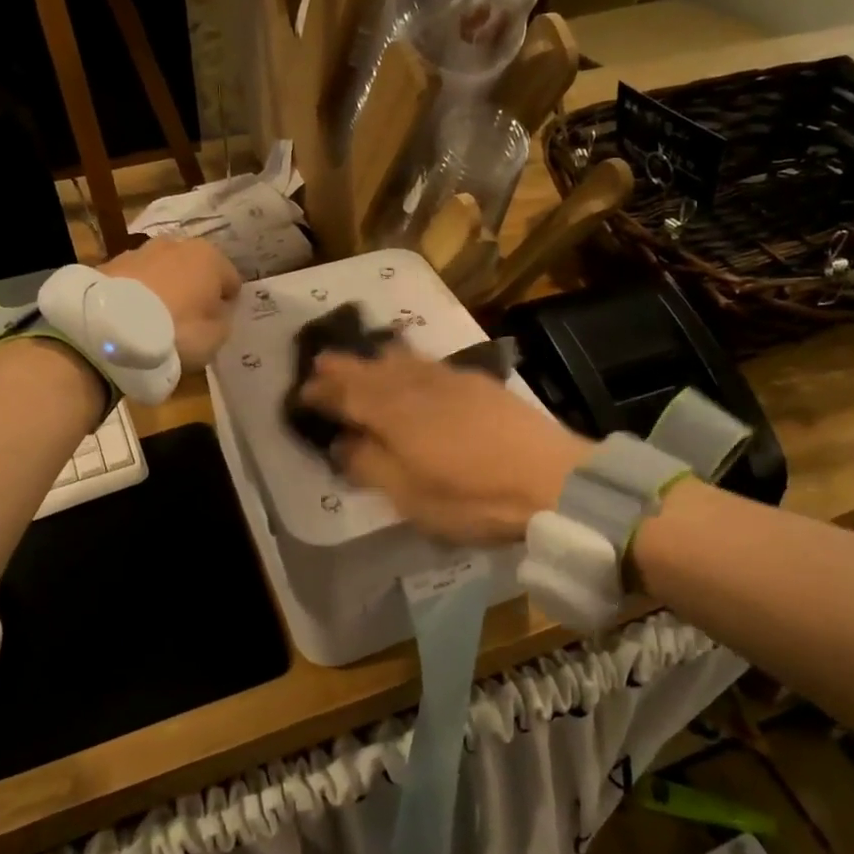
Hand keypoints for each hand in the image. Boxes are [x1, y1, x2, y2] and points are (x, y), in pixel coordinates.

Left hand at [100, 237, 241, 368]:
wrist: (111, 327)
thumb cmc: (177, 330)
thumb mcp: (216, 336)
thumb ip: (223, 319)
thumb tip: (217, 310)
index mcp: (210, 258)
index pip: (231, 280)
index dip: (228, 302)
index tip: (219, 321)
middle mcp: (178, 244)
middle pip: (195, 268)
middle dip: (194, 287)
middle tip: (190, 317)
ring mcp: (141, 250)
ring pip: (164, 269)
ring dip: (166, 286)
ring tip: (158, 316)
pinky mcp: (110, 262)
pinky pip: (136, 279)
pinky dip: (139, 291)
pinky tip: (133, 315)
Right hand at [299, 349, 592, 544]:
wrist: (552, 479)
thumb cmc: (473, 497)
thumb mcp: (411, 496)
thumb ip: (371, 465)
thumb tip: (343, 443)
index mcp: (394, 414)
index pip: (348, 394)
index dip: (323, 392)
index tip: (302, 392)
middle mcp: (417, 387)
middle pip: (372, 371)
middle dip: (344, 366)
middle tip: (321, 361)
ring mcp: (451, 381)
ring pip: (403, 361)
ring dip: (376, 359)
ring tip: (363, 357)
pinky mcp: (479, 384)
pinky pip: (430, 363)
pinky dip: (411, 361)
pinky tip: (414, 365)